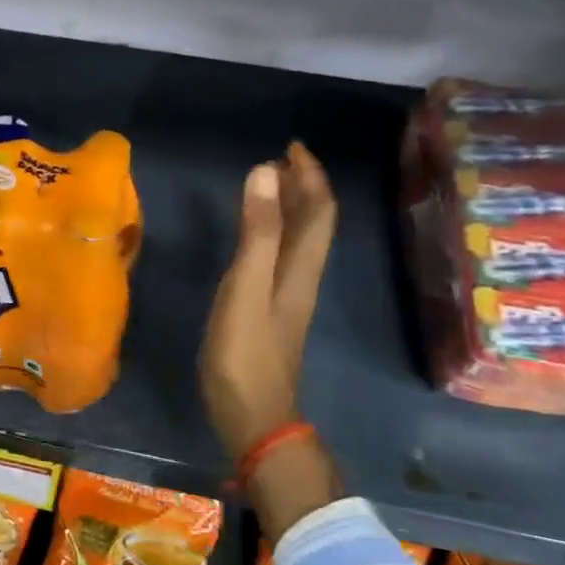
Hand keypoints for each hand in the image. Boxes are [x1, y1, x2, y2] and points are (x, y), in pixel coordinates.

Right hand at [200, 142, 336, 463]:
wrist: (253, 417)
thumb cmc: (246, 354)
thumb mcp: (247, 288)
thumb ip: (257, 233)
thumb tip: (265, 172)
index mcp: (301, 268)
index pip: (318, 211)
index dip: (310, 176)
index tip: (291, 147)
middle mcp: (301, 277)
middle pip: (313, 224)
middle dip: (302, 187)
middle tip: (277, 160)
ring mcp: (287, 297)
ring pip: (299, 240)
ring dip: (289, 208)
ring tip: (267, 186)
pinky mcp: (271, 312)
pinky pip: (281, 257)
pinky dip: (273, 233)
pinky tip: (255, 238)